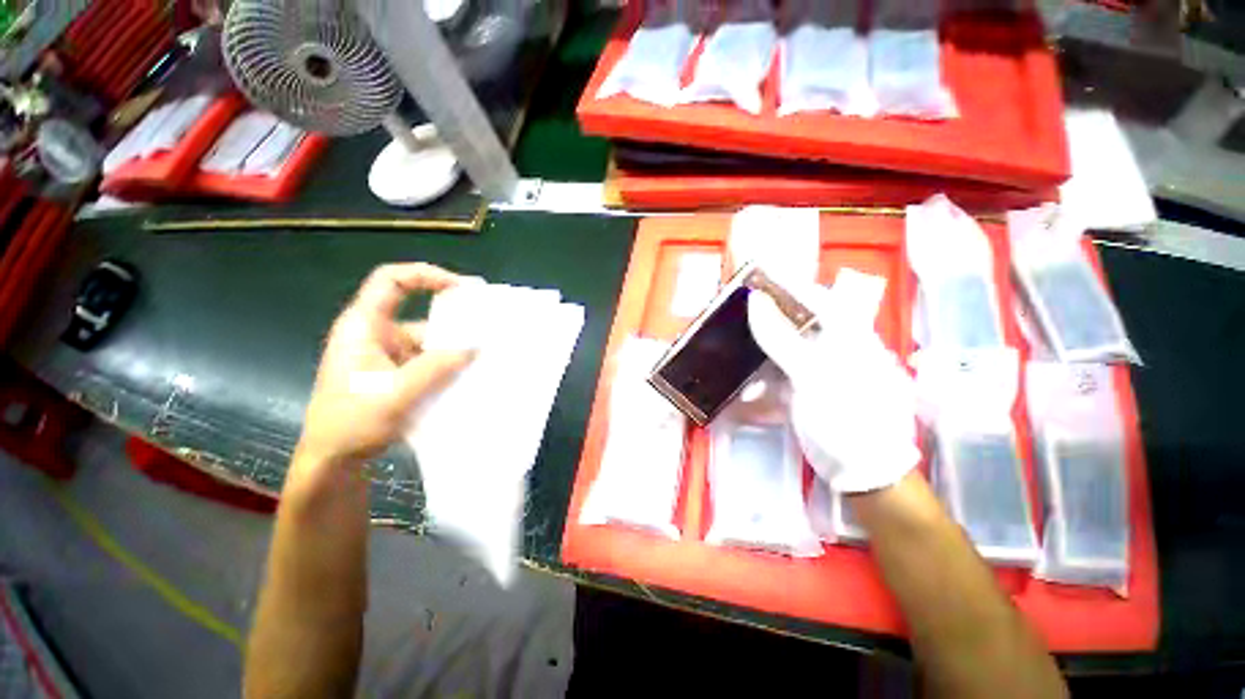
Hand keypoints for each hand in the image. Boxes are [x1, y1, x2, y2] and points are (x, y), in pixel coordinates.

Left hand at [297, 263, 476, 466]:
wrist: (332, 461)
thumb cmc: (351, 422)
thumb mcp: (396, 393)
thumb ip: (437, 367)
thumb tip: (475, 347)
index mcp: (364, 326)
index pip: (391, 281)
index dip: (426, 275)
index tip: (463, 289)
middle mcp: (377, 335)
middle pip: (421, 315)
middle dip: (455, 324)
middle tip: (488, 331)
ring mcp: (387, 355)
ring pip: (429, 343)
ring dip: (454, 352)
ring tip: (485, 361)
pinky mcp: (397, 374)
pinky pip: (429, 362)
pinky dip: (448, 368)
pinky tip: (468, 378)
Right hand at [747, 284, 919, 493]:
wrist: (865, 474)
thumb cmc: (847, 418)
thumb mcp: (813, 376)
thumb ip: (782, 339)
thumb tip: (754, 302)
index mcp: (847, 334)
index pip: (814, 295)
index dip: (784, 283)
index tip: (752, 279)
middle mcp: (835, 345)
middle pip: (795, 321)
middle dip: (763, 321)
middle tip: (734, 319)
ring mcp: (820, 369)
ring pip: (782, 349)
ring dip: (758, 357)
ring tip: (733, 359)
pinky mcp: (808, 389)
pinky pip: (779, 376)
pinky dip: (763, 382)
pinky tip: (750, 394)